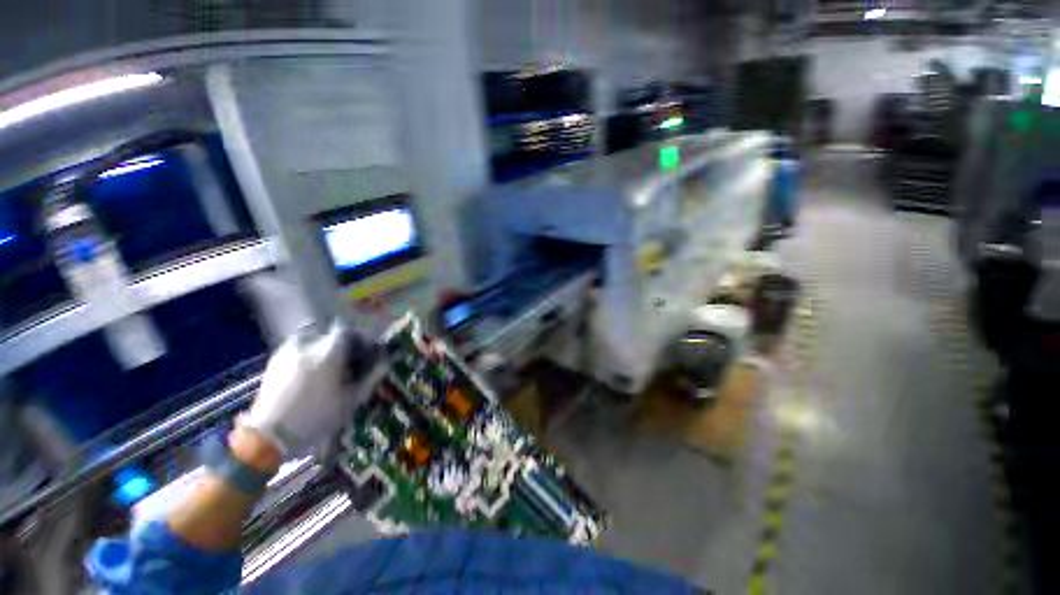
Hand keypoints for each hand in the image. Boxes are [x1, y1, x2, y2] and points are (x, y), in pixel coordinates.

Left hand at [240, 322, 374, 456]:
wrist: (267, 437)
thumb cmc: (315, 418)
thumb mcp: (350, 401)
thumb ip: (370, 378)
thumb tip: (385, 363)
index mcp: (328, 353)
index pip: (346, 330)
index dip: (358, 337)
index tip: (363, 350)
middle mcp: (307, 346)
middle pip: (328, 333)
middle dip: (340, 342)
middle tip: (345, 359)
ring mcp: (286, 353)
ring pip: (310, 339)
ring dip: (321, 346)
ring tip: (326, 365)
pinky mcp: (273, 363)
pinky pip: (295, 348)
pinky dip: (305, 354)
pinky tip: (308, 372)